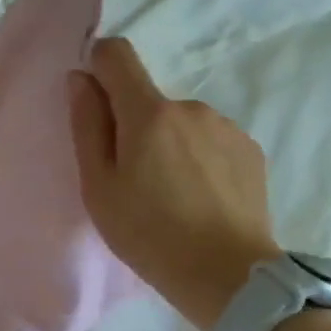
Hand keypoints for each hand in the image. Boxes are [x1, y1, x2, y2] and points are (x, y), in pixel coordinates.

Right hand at [68, 38, 282, 330]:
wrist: (228, 275)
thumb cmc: (147, 233)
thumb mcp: (99, 186)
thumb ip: (87, 126)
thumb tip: (80, 79)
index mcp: (149, 113)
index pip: (117, 55)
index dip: (97, 65)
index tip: (91, 100)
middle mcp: (191, 107)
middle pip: (148, 98)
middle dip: (132, 124)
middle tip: (129, 178)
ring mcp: (226, 127)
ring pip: (180, 123)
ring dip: (167, 144)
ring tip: (167, 194)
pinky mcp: (251, 150)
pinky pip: (209, 141)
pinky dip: (196, 159)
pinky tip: (197, 199)